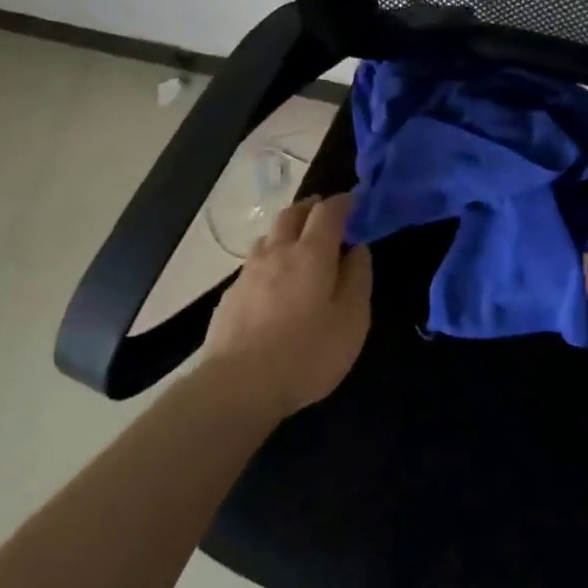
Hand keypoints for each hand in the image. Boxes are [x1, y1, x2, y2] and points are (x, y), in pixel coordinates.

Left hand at [200, 192, 371, 418]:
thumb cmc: (307, 353)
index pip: (328, 212)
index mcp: (312, 253)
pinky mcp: (230, 296)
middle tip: (324, 212)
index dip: (343, 202)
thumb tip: (357, 249)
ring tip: (297, 244)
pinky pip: (253, 264)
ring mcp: (248, 273)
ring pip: (268, 236)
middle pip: (292, 214)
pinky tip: (272, 281)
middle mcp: (278, 253)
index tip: (354, 202)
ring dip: (286, 231)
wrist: (238, 386)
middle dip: (310, 208)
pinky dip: (269, 260)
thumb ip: (358, 278)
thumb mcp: (352, 320)